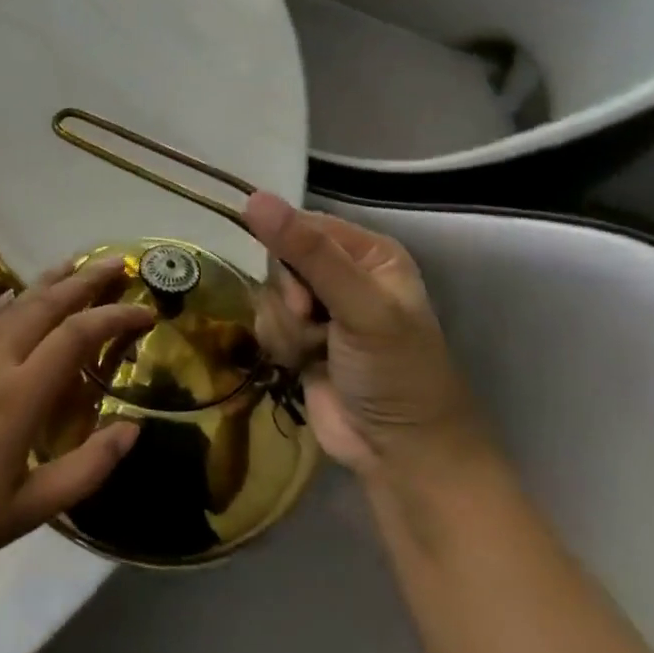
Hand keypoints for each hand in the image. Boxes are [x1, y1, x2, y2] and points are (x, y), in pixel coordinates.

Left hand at [0, 257, 154, 580]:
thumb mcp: (32, 509)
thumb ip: (87, 468)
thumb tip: (131, 428)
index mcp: (19, 395)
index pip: (75, 337)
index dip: (114, 318)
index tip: (147, 313)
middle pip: (43, 306)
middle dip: (82, 281)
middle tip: (115, 263)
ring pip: (12, 306)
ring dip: (46, 281)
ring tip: (73, 263)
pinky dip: (4, 302)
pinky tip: (12, 294)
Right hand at [244, 192, 484, 477]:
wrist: (400, 454)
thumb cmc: (395, 373)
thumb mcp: (359, 307)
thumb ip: (308, 253)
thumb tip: (253, 198)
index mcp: (369, 253)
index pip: (303, 225)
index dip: (289, 254)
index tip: (301, 294)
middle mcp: (344, 273)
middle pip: (280, 259)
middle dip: (288, 296)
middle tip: (312, 323)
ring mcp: (320, 308)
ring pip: (268, 292)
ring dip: (284, 326)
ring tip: (315, 352)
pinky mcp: (299, 338)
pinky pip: (265, 321)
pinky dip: (279, 343)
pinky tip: (302, 364)